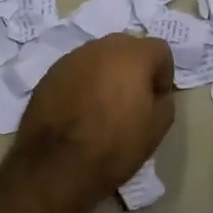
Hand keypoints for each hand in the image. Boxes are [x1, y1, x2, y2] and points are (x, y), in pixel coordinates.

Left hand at [12, 34, 175, 200]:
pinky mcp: (49, 74)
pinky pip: (76, 71)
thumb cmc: (115, 146)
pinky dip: (82, 83)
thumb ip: (164, 101)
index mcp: (132, 55)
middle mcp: (101, 47)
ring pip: (98, 57)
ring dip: (106, 73)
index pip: (159, 50)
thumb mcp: (157, 129)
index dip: (163, 75)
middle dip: (134, 68)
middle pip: (127, 48)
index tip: (156, 100)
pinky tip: (79, 110)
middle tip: (131, 99)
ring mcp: (71, 58)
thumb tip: (154, 93)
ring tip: (102, 106)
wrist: (58, 165)